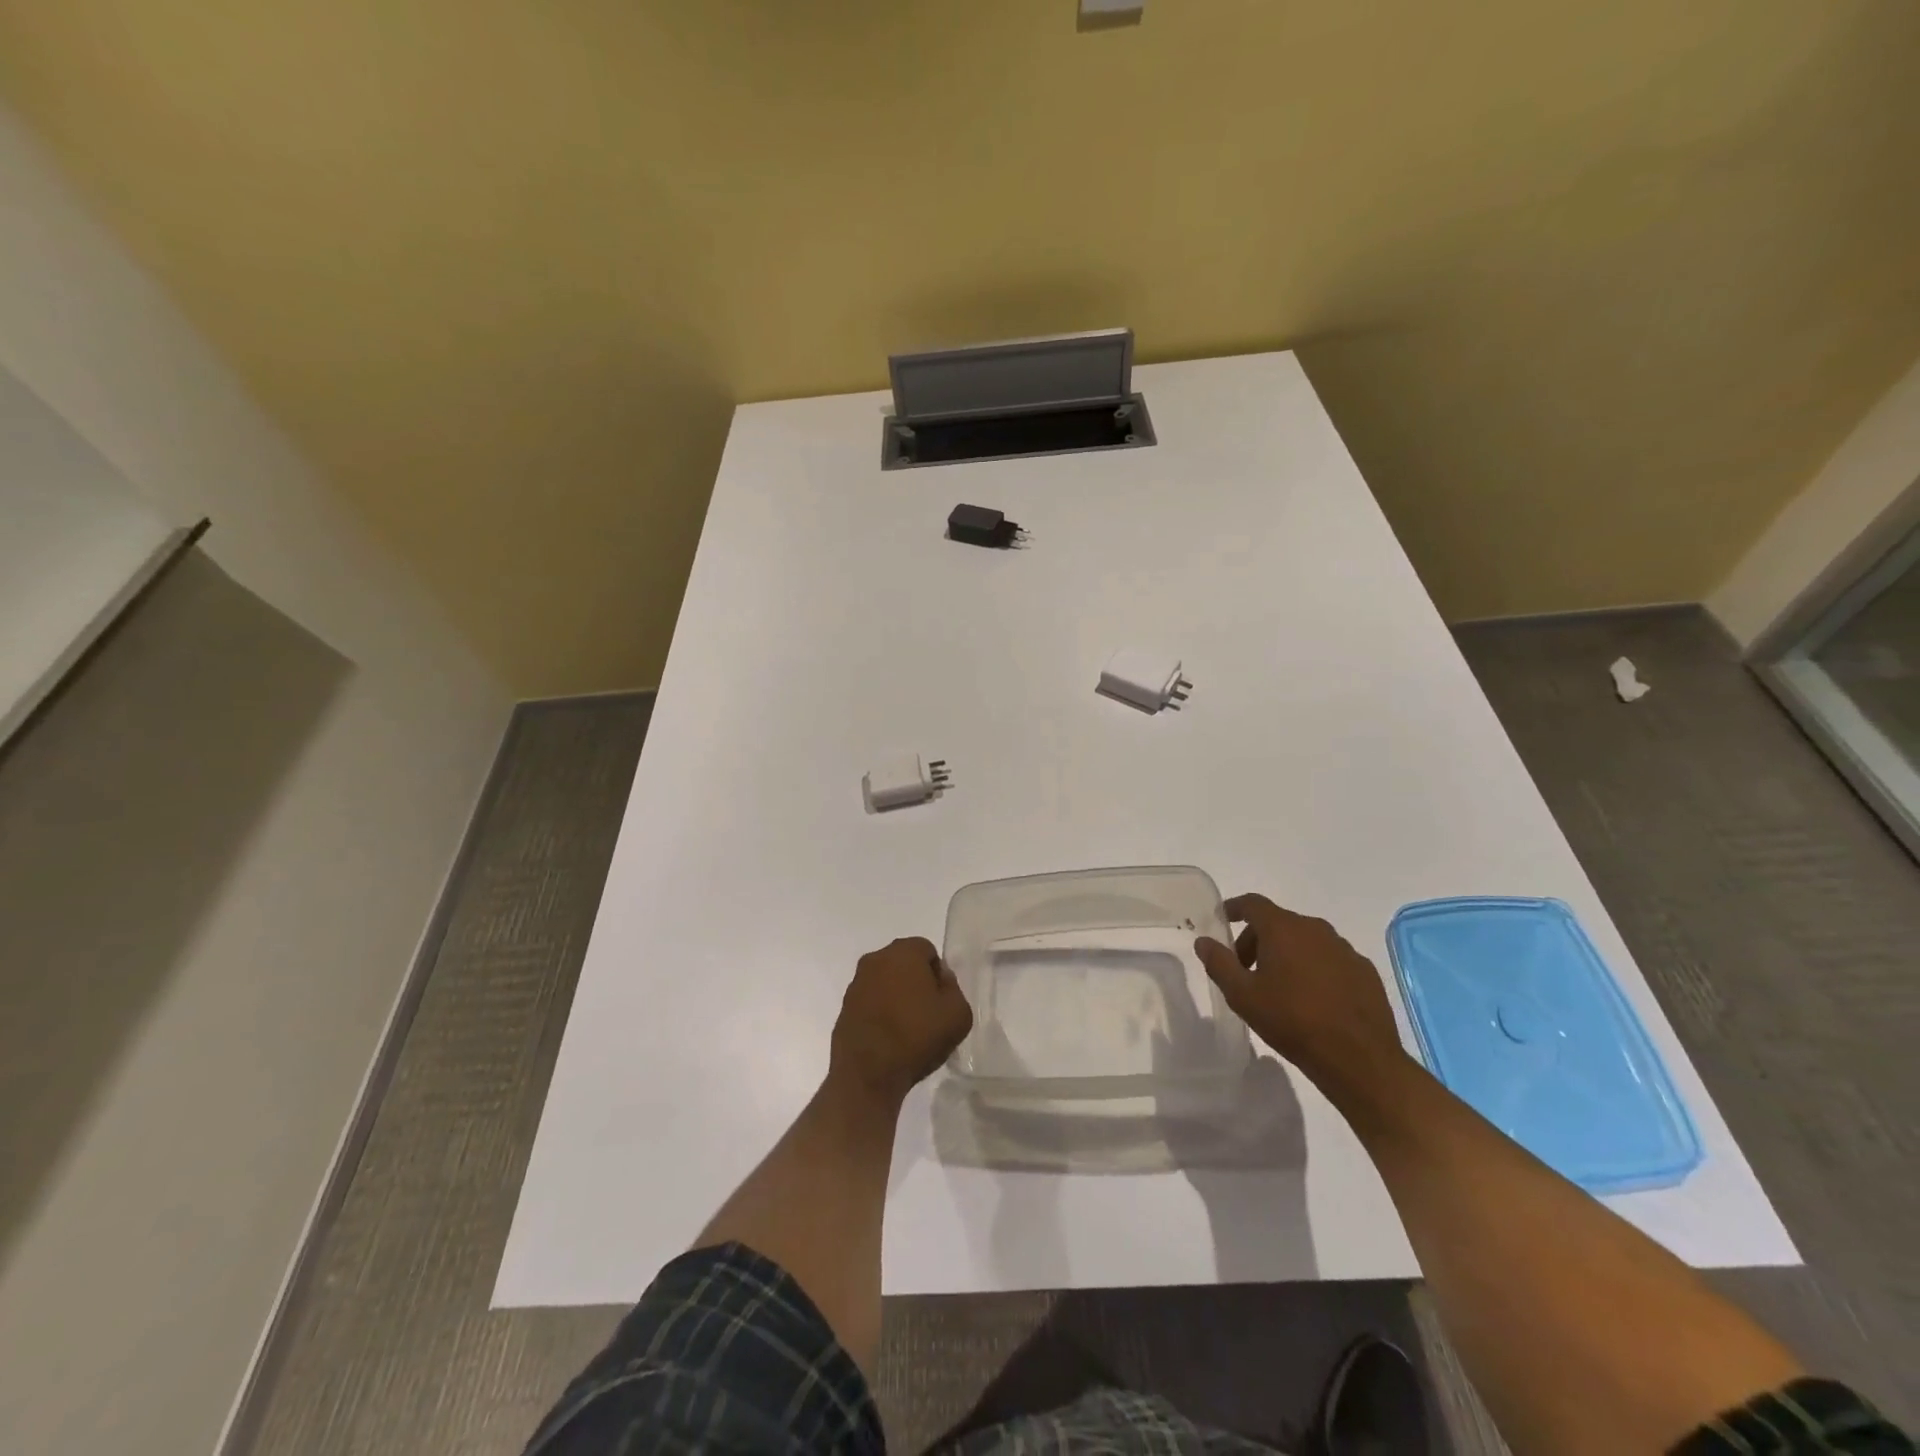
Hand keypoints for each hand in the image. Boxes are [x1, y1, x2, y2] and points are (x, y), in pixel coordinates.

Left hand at [828, 937, 973, 1103]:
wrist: (868, 1075)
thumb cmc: (917, 1038)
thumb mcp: (958, 1014)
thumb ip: (953, 988)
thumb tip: (940, 978)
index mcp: (903, 952)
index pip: (927, 950)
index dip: (938, 974)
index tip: (941, 1000)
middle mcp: (875, 960)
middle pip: (903, 963)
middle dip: (916, 981)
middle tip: (927, 1013)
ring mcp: (856, 984)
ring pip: (885, 981)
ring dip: (896, 996)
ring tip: (907, 1029)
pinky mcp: (844, 1008)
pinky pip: (870, 1002)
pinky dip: (880, 1012)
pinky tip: (889, 1038)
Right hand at [1195, 894, 1406, 1094]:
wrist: (1359, 1059)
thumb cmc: (1292, 1021)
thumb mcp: (1242, 996)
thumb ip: (1219, 963)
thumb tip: (1203, 941)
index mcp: (1283, 929)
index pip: (1253, 904)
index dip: (1234, 908)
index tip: (1223, 919)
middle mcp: (1315, 929)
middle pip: (1278, 923)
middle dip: (1257, 940)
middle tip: (1246, 970)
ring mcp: (1344, 949)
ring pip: (1306, 941)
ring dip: (1287, 954)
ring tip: (1279, 987)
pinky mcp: (1365, 971)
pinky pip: (1330, 959)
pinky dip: (1314, 968)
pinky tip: (1312, 999)